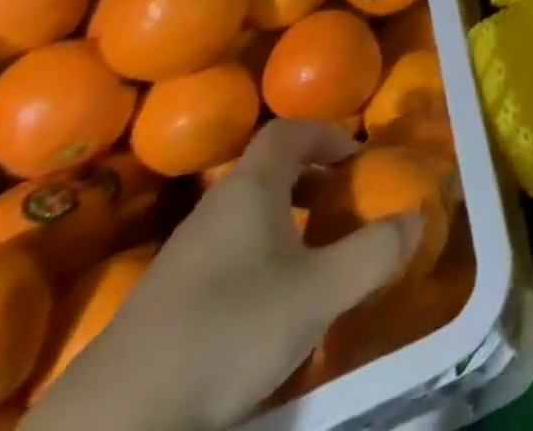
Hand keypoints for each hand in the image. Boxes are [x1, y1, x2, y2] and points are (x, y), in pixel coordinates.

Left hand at [26, 120, 419, 430]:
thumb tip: (419, 217)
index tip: (357, 159)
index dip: (328, 134)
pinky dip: (257, 264)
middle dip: (312, 182)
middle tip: (344, 208)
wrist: (113, 424)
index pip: (290, 130)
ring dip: (286, 226)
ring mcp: (181, 258)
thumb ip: (375, 251)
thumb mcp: (320, 291)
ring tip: (314, 260)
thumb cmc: (230, 329)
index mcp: (251, 187)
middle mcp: (214, 209)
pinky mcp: (162, 305)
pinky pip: (224, 258)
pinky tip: (268, 309)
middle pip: (268, 173)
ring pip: (245, 219)